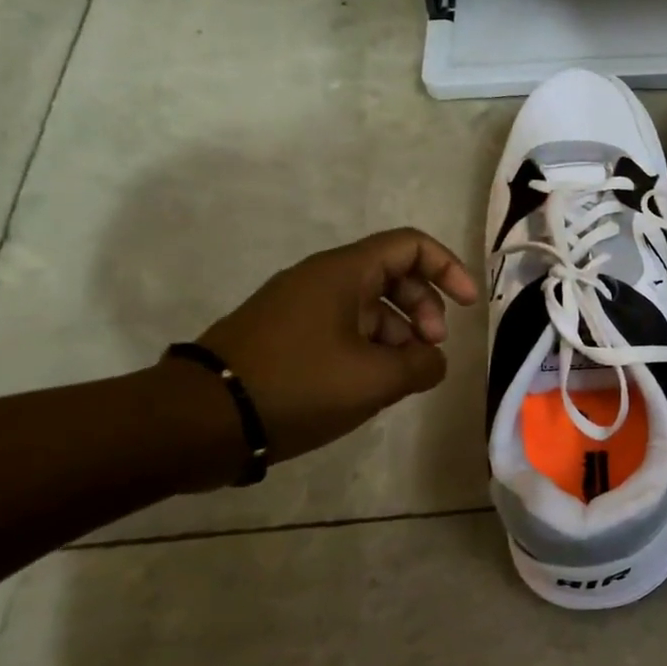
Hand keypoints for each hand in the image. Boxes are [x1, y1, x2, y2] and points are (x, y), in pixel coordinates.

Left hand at [186, 228, 477, 469]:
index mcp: (343, 273)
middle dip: (424, 308)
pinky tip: (370, 384)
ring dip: (398, 333)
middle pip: (393, 275)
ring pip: (368, 305)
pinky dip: (369, 347)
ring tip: (402, 376)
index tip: (467, 306)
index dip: (448, 268)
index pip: (411, 245)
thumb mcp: (375, 380)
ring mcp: (299, 307)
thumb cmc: (297, 386)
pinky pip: (342, 327)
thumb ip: (422, 365)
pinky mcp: (284, 335)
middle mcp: (321, 279)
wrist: (200, 420)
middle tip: (431, 349)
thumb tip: (432, 360)